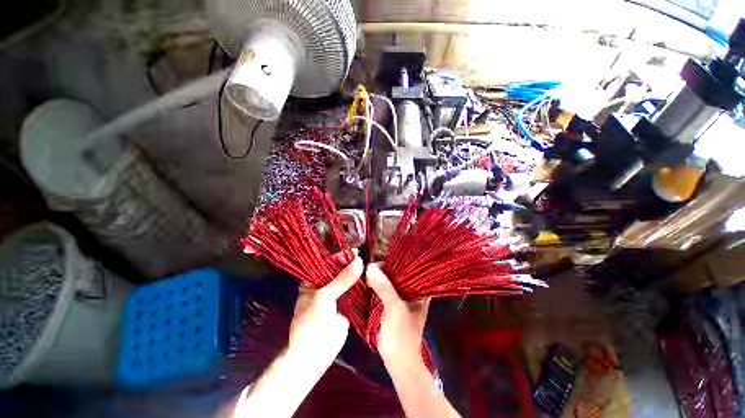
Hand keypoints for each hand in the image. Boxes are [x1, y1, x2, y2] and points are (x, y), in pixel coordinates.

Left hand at [286, 255, 363, 374]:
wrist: (314, 355)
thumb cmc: (311, 322)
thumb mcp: (324, 297)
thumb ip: (342, 279)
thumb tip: (359, 261)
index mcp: (313, 281)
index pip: (327, 263)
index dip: (340, 256)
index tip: (354, 252)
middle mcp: (324, 286)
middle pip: (339, 271)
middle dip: (351, 265)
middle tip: (364, 259)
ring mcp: (336, 296)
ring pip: (348, 282)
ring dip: (357, 276)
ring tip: (370, 267)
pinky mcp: (346, 306)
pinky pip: (355, 293)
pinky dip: (362, 288)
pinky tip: (371, 281)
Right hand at [366, 263, 430, 370]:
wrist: (397, 361)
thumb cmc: (402, 335)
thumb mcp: (395, 309)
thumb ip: (384, 287)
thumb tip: (369, 267)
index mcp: (420, 289)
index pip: (410, 268)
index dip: (396, 261)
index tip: (380, 260)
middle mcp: (413, 290)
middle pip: (398, 273)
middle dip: (385, 269)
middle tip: (371, 266)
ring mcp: (402, 297)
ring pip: (390, 280)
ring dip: (379, 276)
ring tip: (368, 272)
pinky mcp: (392, 303)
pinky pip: (384, 288)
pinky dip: (376, 284)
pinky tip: (368, 280)